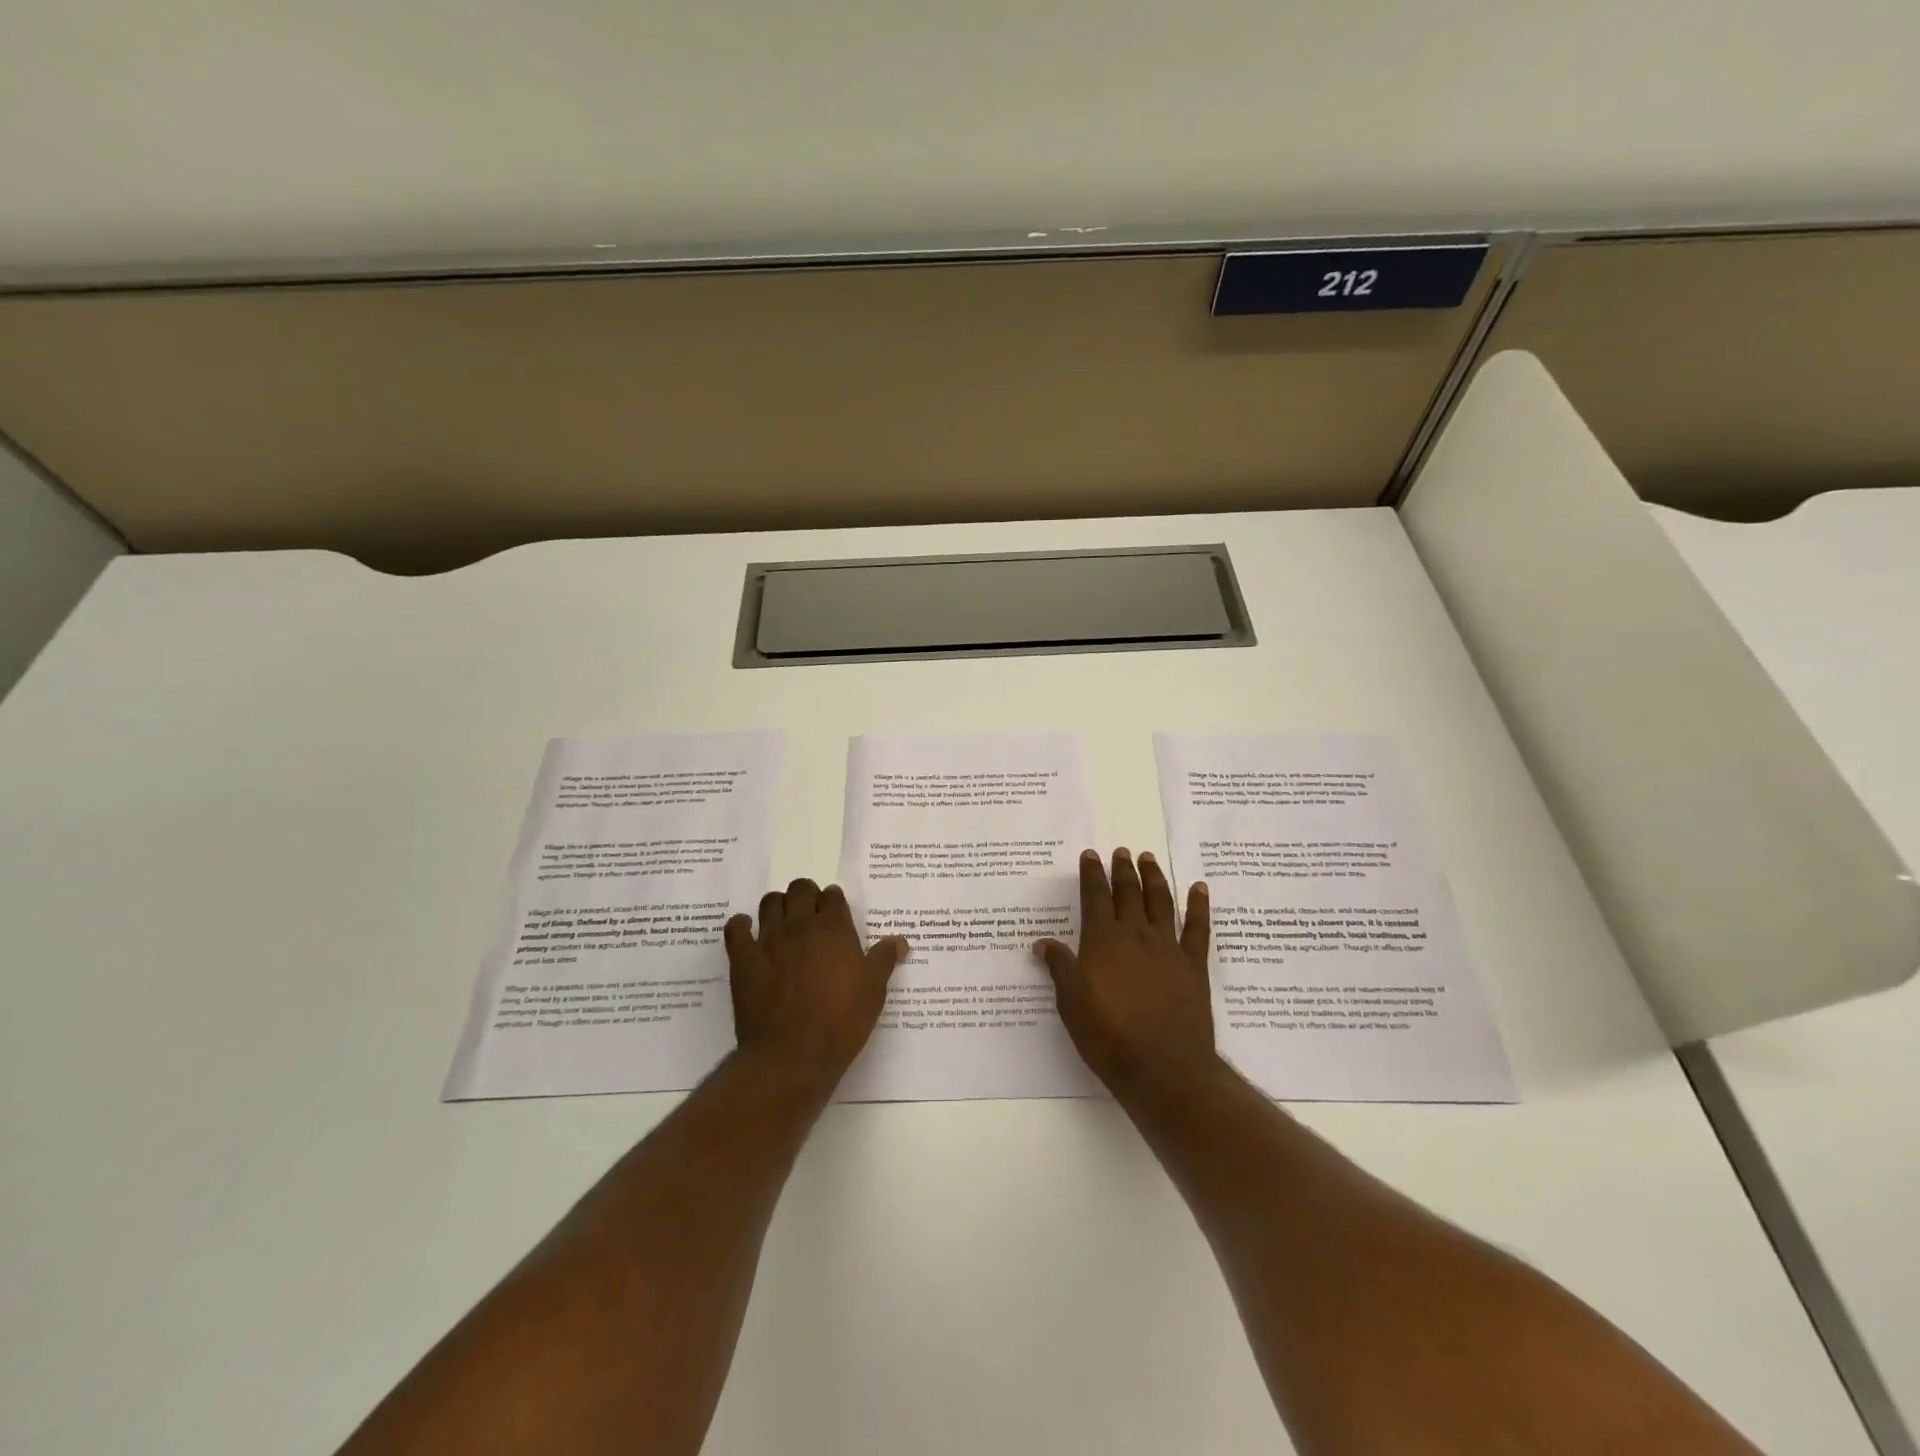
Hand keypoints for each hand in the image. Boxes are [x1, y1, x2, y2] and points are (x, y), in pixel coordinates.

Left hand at [724, 878, 908, 1081]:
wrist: (793, 1054)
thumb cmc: (841, 1021)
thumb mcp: (873, 991)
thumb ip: (884, 959)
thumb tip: (899, 940)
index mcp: (834, 928)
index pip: (832, 895)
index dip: (834, 901)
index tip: (835, 914)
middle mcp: (800, 925)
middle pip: (800, 889)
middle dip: (806, 895)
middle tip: (810, 915)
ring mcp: (768, 940)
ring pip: (770, 903)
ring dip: (778, 906)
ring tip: (783, 922)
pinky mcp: (743, 959)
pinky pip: (736, 929)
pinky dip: (741, 926)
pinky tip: (748, 933)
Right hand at [1035, 848, 1218, 1100]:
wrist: (1163, 1067)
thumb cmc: (1109, 1036)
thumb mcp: (1071, 1003)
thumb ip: (1060, 968)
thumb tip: (1043, 943)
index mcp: (1103, 940)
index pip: (1095, 897)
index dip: (1092, 874)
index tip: (1091, 855)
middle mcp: (1135, 935)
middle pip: (1128, 893)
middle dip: (1123, 870)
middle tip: (1122, 851)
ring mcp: (1168, 947)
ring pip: (1161, 902)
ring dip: (1154, 877)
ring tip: (1149, 859)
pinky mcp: (1193, 966)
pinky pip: (1198, 928)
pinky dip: (1199, 906)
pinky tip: (1200, 888)